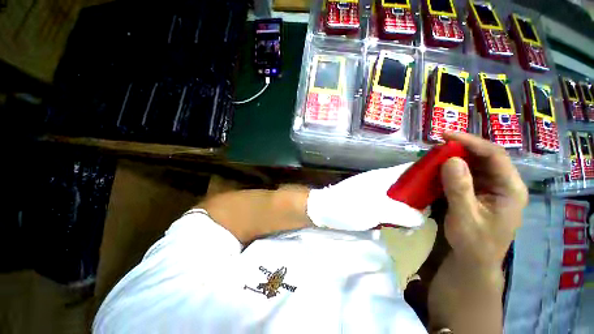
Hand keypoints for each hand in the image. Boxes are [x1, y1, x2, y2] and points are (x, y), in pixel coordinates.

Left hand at [307, 162, 424, 230]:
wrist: (324, 210)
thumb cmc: (347, 207)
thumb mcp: (376, 210)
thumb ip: (402, 213)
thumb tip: (422, 216)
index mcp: (384, 177)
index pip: (412, 168)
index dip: (430, 173)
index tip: (447, 186)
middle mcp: (381, 181)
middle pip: (409, 185)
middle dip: (420, 200)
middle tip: (426, 217)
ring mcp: (375, 191)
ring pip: (400, 197)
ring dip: (406, 211)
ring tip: (407, 227)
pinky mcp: (369, 201)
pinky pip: (389, 206)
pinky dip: (395, 215)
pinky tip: (394, 227)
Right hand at [441, 132, 527, 266]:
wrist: (474, 260)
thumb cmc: (473, 242)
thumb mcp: (464, 217)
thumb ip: (459, 189)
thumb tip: (451, 160)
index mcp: (510, 189)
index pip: (495, 155)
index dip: (471, 142)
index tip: (446, 135)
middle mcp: (505, 184)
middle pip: (486, 156)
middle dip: (462, 148)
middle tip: (438, 144)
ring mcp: (493, 188)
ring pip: (476, 163)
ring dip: (456, 157)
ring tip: (436, 154)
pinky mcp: (482, 191)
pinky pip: (468, 173)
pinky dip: (453, 168)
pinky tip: (440, 168)